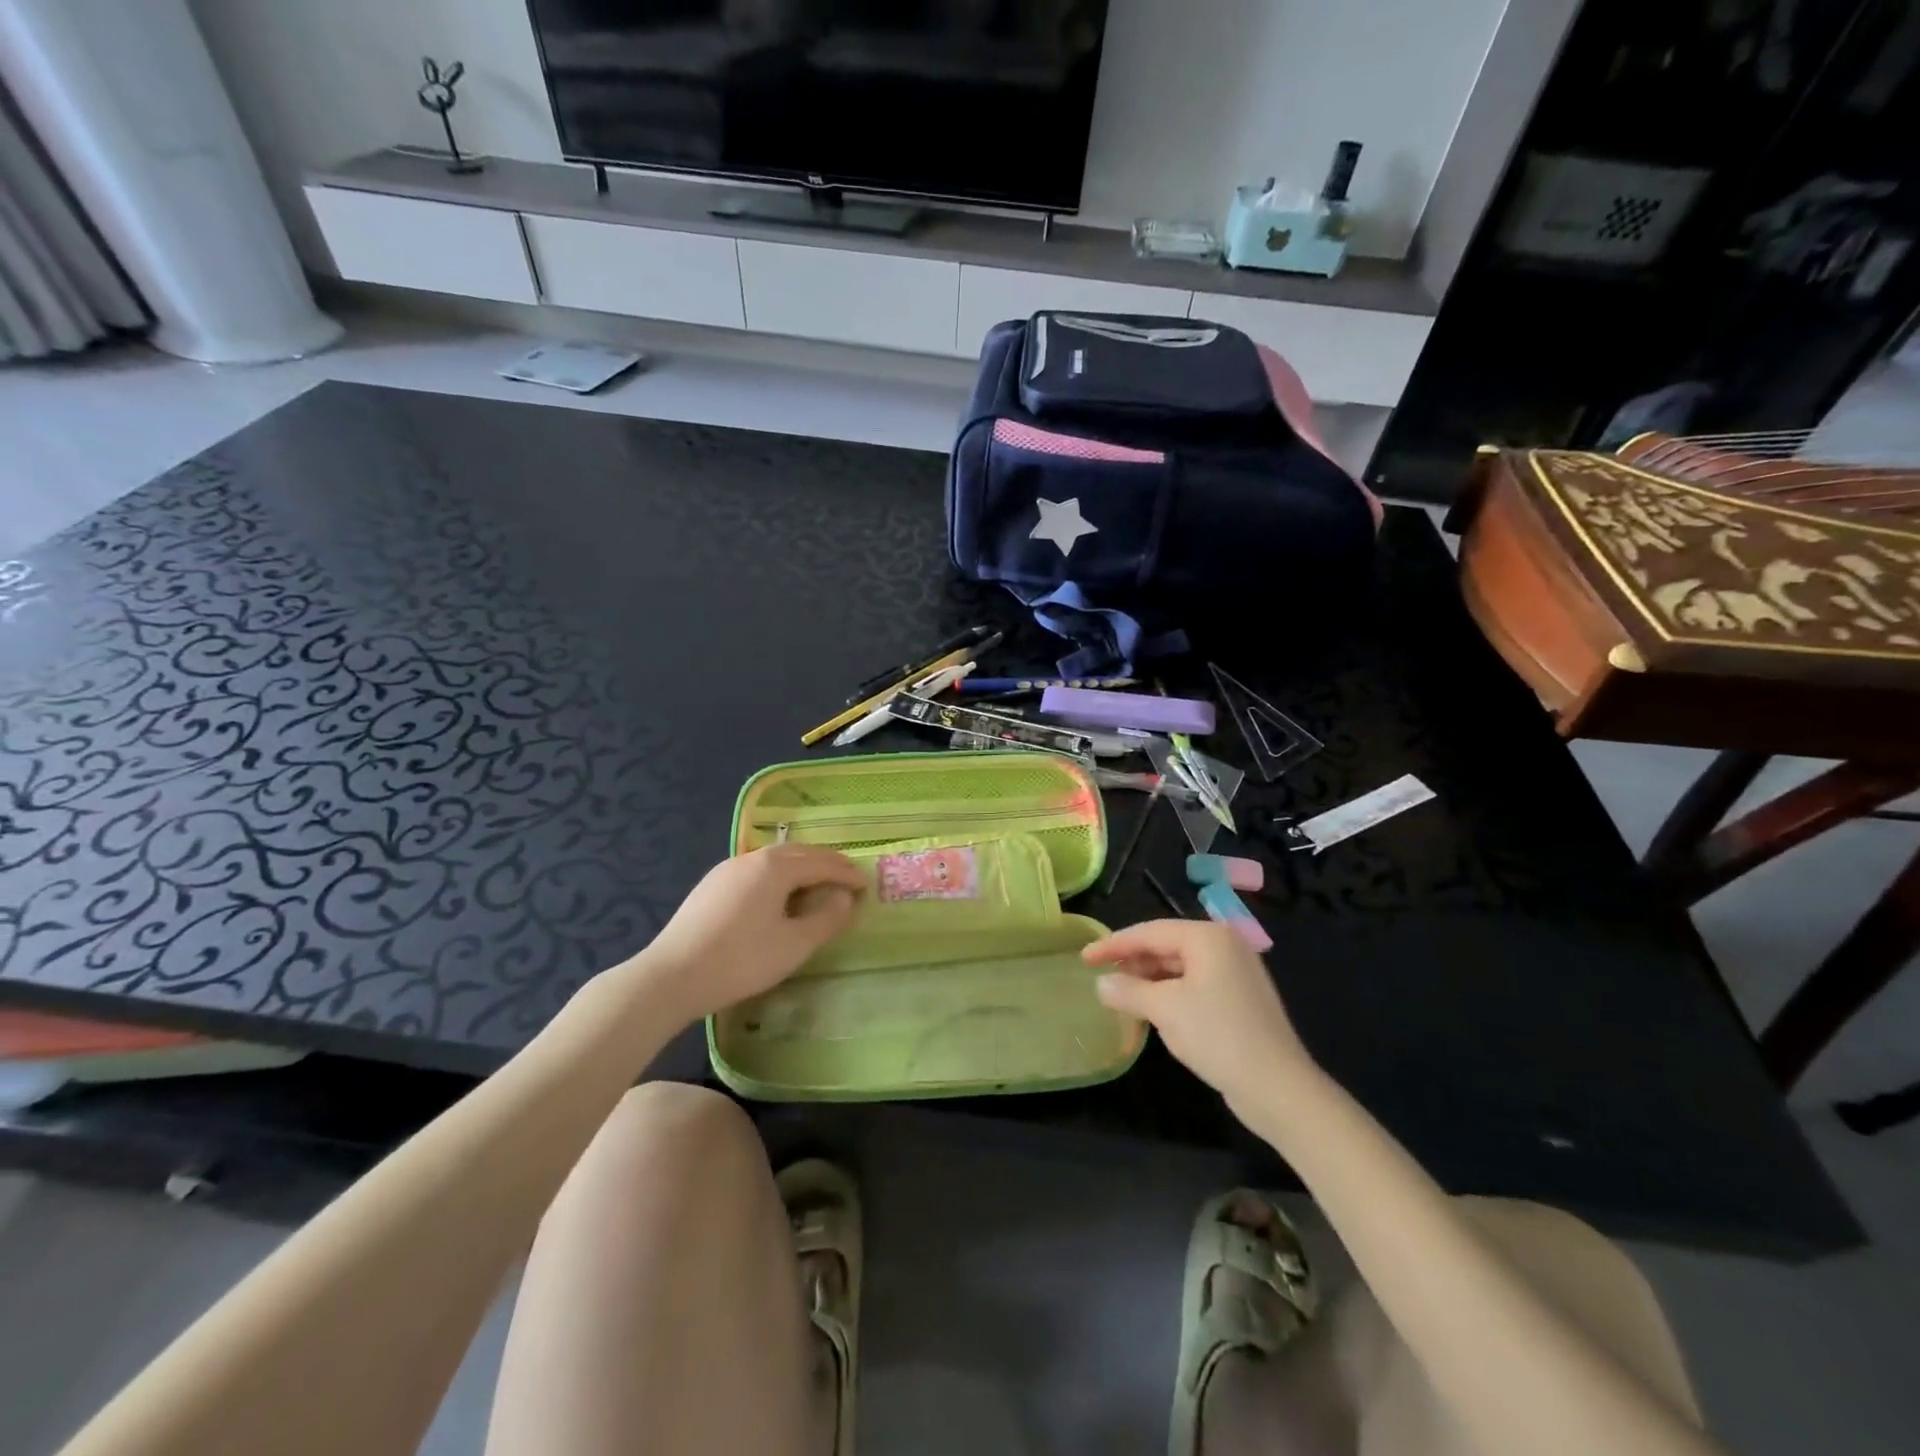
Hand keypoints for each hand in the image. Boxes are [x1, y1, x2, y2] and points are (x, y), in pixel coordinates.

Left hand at [639, 846, 864, 1020]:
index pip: (822, 862)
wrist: (671, 977)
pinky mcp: (711, 886)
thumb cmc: (741, 960)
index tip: (866, 886)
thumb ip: (826, 919)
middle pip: (798, 853)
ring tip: (817, 884)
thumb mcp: (794, 945)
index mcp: (775, 867)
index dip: (847, 874)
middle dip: (826, 863)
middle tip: (847, 878)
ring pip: (774, 860)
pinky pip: (756, 871)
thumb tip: (844, 898)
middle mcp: (752, 858)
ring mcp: (727, 870)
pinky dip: (778, 877)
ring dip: (801, 868)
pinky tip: (778, 896)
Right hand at [1084, 920, 1315, 1114]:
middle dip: (1132, 962)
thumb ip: (1128, 991)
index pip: (1150, 932)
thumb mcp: (1165, 1009)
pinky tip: (1151, 1011)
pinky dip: (1168, 995)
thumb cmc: (1218, 1036)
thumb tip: (1101, 983)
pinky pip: (1193, 986)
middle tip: (1100, 977)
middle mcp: (1224, 946)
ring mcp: (1235, 973)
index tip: (1084, 957)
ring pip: (1179, 968)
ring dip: (1148, 981)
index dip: (1113, 944)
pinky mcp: (1239, 1000)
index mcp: (1208, 937)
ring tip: (1120, 996)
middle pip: (1165, 946)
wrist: (1278, 1088)